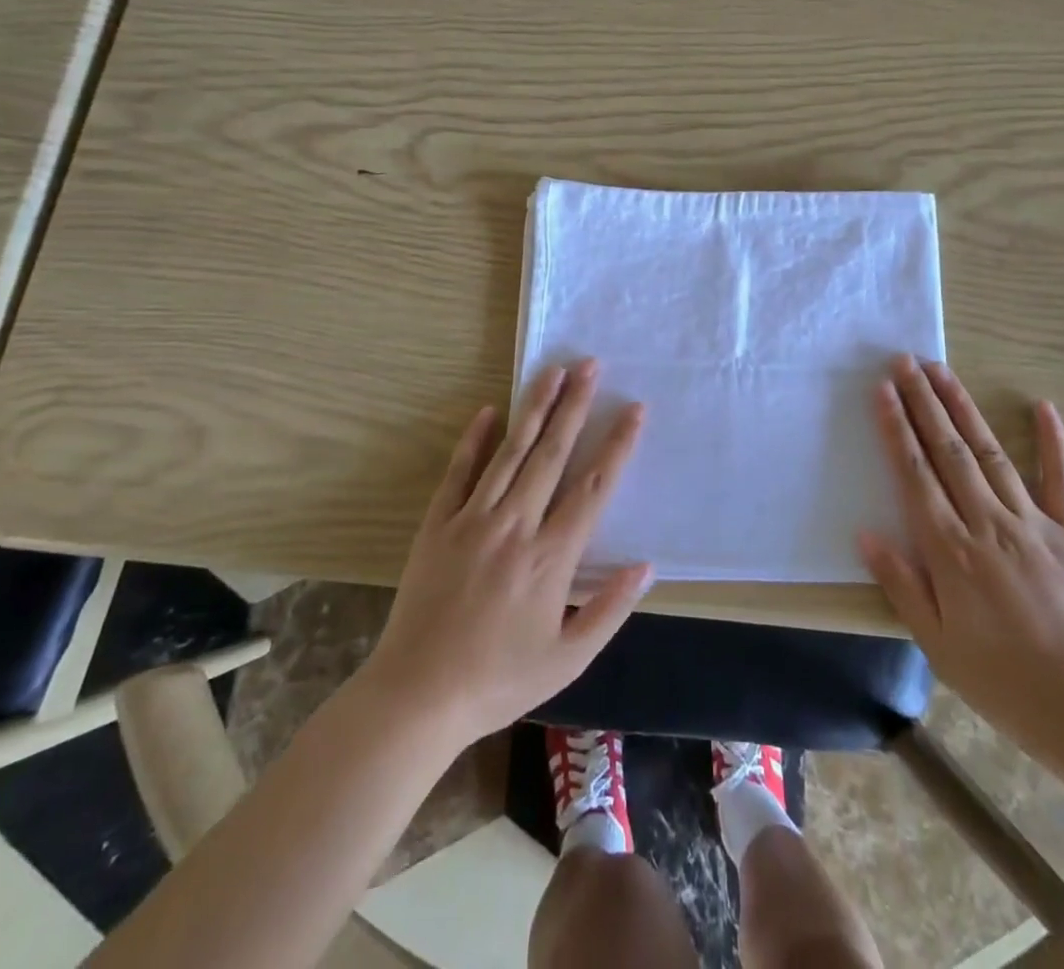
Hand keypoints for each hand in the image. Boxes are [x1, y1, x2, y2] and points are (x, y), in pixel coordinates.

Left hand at [363, 359, 652, 745]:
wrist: (416, 698)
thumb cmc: (499, 681)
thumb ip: (610, 610)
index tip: (634, 409)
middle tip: (590, 365)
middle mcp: (516, 526)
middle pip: (552, 454)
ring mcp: (473, 520)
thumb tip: (646, 565)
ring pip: (511, 452)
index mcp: (552, 557)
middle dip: (575, 406)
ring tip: (553, 372)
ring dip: (534, 408)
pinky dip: (475, 440)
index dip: (618, 445)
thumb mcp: (568, 659)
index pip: (594, 487)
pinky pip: (460, 473)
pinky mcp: (438, 525)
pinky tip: (489, 410)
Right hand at [858, 355, 1063, 766]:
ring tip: (943, 371)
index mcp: (950, 549)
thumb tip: (866, 534)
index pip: (914, 474)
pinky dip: (1053, 441)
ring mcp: (1033, 523)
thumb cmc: (1003, 681)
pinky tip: (1043, 406)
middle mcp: (987, 523)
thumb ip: (901, 584)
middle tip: (905, 361)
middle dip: (923, 402)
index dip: (896, 428)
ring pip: (991, 452)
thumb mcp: (937, 643)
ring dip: (964, 408)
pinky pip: (1062, 480)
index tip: (882, 390)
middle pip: (948, 450)